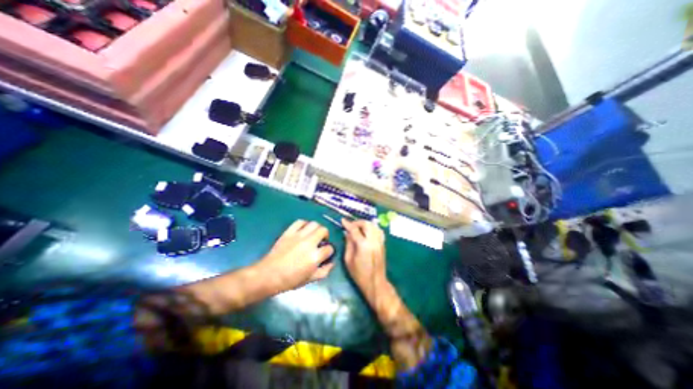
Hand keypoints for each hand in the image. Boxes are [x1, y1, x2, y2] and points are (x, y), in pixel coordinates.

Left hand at [258, 220, 337, 293]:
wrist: (269, 275)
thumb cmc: (290, 280)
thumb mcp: (310, 279)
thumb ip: (324, 271)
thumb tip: (331, 263)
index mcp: (314, 256)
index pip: (329, 248)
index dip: (329, 252)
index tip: (326, 254)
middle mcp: (309, 243)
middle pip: (323, 230)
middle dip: (326, 235)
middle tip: (322, 241)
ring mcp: (298, 236)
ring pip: (314, 224)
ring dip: (317, 228)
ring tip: (314, 234)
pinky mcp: (289, 232)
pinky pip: (300, 222)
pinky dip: (304, 224)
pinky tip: (304, 230)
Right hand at [343, 219, 386, 299]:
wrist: (375, 282)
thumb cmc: (359, 274)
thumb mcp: (348, 259)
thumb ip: (348, 244)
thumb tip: (347, 233)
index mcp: (363, 245)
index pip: (355, 229)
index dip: (348, 224)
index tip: (343, 221)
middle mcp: (373, 241)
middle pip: (366, 224)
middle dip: (357, 222)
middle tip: (351, 225)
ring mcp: (380, 242)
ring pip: (374, 225)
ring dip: (365, 224)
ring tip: (358, 227)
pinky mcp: (383, 244)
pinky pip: (378, 230)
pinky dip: (372, 227)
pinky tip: (367, 231)